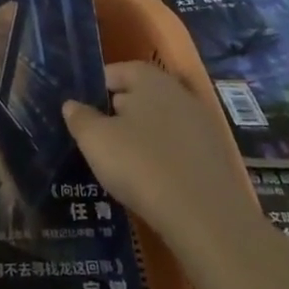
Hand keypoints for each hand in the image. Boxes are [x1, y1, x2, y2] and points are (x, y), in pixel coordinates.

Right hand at [64, 62, 251, 247]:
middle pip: (142, 95)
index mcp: (150, 79)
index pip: (118, 71)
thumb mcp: (95, 140)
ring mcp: (203, 125)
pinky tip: (151, 179)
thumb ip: (80, 117)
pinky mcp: (216, 157)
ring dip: (143, 136)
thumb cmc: (140, 164)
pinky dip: (164, 157)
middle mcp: (180, 93)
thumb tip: (72, 105)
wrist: (205, 217)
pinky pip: (180, 148)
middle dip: (120, 111)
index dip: (97, 87)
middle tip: (98, 135)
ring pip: (162, 123)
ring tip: (123, 161)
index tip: (82, 109)